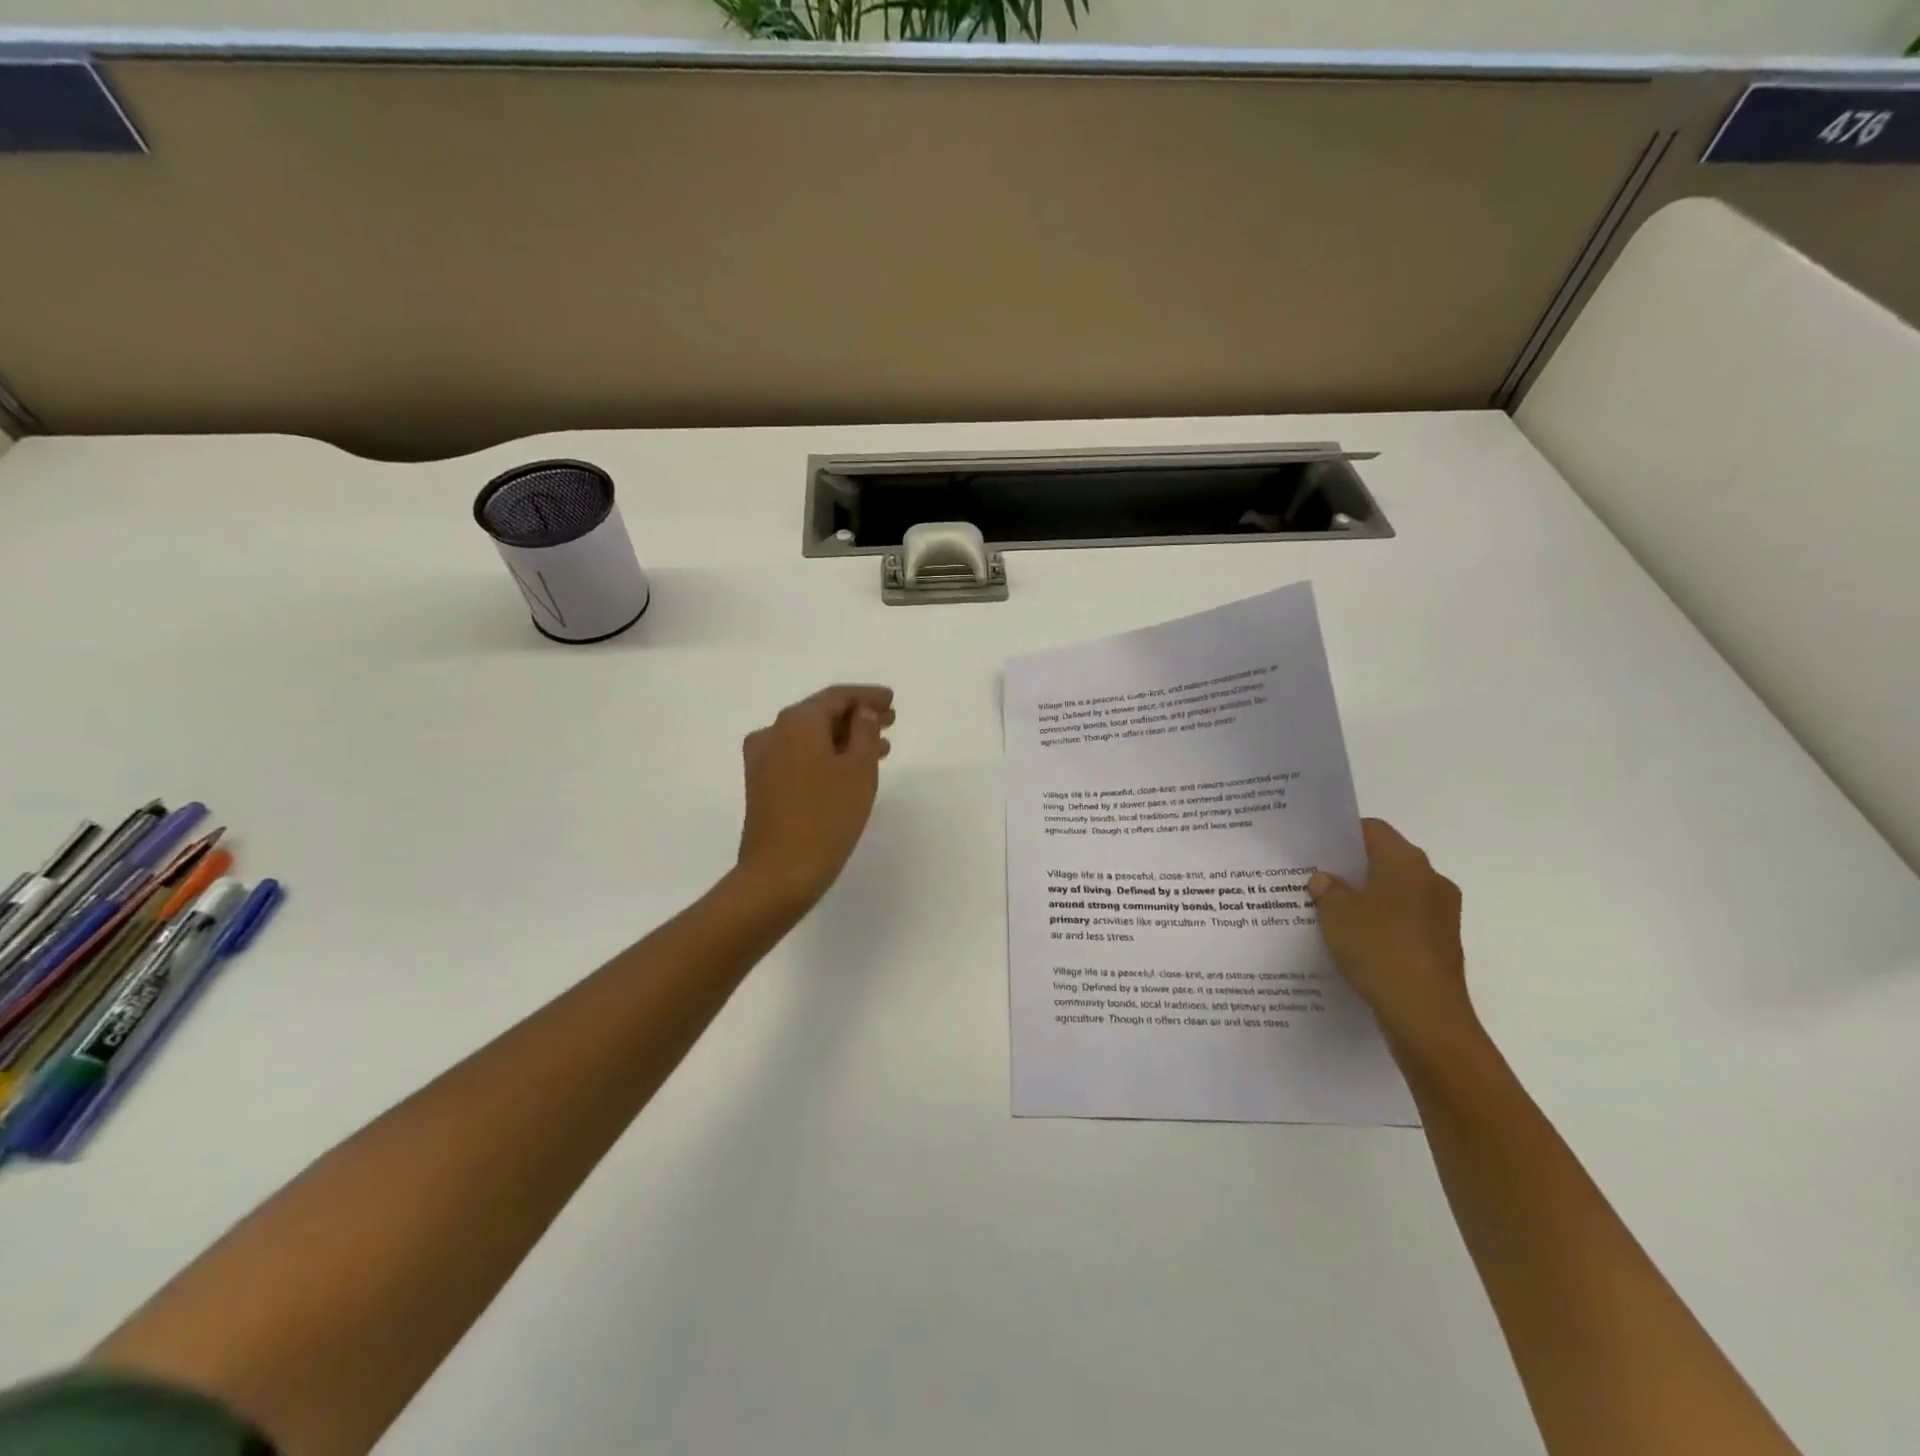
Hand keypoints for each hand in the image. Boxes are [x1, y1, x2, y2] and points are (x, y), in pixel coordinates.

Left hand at [735, 685, 894, 910]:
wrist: (779, 872)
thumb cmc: (827, 816)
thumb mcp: (858, 770)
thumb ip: (864, 732)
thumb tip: (861, 712)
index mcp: (797, 721)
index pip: (837, 696)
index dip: (867, 696)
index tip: (891, 701)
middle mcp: (773, 732)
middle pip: (820, 714)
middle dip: (856, 717)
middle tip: (890, 721)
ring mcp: (762, 759)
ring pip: (810, 738)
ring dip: (843, 738)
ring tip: (879, 749)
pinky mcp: (761, 784)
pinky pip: (798, 757)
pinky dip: (824, 756)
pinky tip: (847, 770)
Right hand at [1309, 819, 1479, 1059]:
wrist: (1425, 1014)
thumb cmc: (1378, 948)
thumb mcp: (1335, 913)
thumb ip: (1327, 890)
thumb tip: (1326, 880)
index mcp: (1406, 862)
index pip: (1372, 830)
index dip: (1342, 835)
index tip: (1315, 849)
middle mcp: (1431, 880)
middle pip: (1386, 861)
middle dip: (1352, 870)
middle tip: (1316, 881)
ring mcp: (1442, 914)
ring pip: (1396, 893)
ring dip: (1367, 900)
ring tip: (1331, 915)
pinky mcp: (1442, 944)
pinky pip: (1405, 922)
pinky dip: (1382, 925)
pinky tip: (1355, 943)